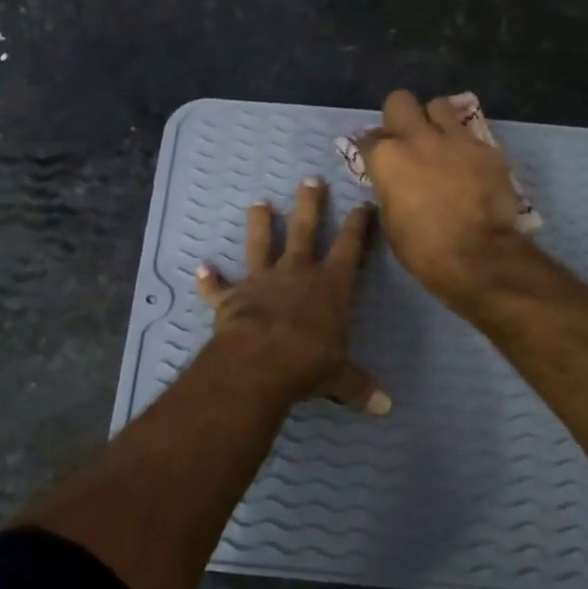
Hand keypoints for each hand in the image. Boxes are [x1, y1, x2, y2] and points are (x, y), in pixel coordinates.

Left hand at [196, 178, 389, 413]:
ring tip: (259, 204)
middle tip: (310, 180)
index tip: (363, 205)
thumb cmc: (309, 362)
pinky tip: (201, 269)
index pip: (350, 248)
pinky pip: (218, 288)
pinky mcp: (231, 299)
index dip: (359, 226)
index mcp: (330, 286)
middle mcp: (296, 274)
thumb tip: (386, 408)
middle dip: (310, 205)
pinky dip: (209, 280)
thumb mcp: (340, 376)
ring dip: (260, 225)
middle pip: (305, 231)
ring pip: (261, 245)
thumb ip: (359, 386)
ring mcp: (261, 282)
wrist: (259, 362)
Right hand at [357, 90, 530, 312]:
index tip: (375, 160)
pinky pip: (469, 134)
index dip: (371, 150)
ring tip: (439, 142)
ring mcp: (454, 139)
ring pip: (439, 105)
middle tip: (405, 139)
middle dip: (400, 116)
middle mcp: (417, 138)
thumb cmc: (423, 248)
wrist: (477, 255)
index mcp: (386, 158)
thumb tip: (393, 182)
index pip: (367, 138)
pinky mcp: (486, 147)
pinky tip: (468, 165)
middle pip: (400, 101)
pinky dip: (464, 146)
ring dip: (435, 120)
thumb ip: (389, 190)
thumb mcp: (391, 221)